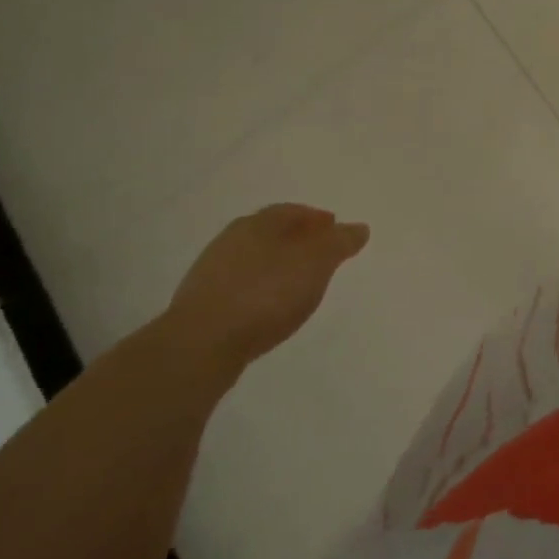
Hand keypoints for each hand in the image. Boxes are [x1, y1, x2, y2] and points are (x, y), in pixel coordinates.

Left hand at [164, 204, 368, 374]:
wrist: (200, 346)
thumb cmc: (266, 292)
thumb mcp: (317, 262)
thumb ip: (340, 243)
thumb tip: (359, 228)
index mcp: (258, 222)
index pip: (293, 211)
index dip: (317, 219)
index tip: (335, 230)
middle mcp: (231, 240)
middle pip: (271, 234)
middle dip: (297, 241)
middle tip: (319, 257)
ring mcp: (210, 274)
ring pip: (253, 262)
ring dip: (276, 268)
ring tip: (296, 287)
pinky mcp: (199, 307)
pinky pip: (239, 289)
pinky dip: (258, 292)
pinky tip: (267, 310)